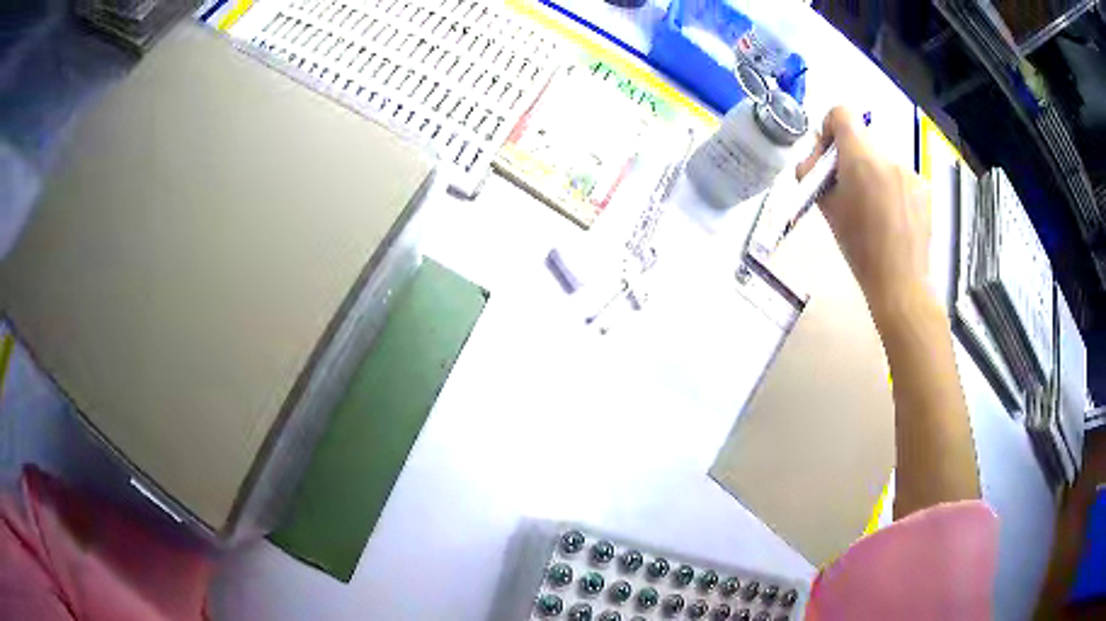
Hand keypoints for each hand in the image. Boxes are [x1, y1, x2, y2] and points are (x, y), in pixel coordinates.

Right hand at [797, 107, 931, 316]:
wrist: (900, 283)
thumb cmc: (859, 248)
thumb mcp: (828, 210)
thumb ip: (815, 177)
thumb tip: (812, 163)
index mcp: (861, 157)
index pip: (841, 113)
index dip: (829, 128)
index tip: (828, 157)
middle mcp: (888, 156)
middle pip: (861, 139)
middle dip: (849, 157)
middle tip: (845, 190)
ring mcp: (909, 171)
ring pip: (881, 159)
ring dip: (871, 173)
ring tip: (871, 209)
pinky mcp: (923, 187)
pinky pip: (899, 176)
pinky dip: (890, 187)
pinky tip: (890, 217)